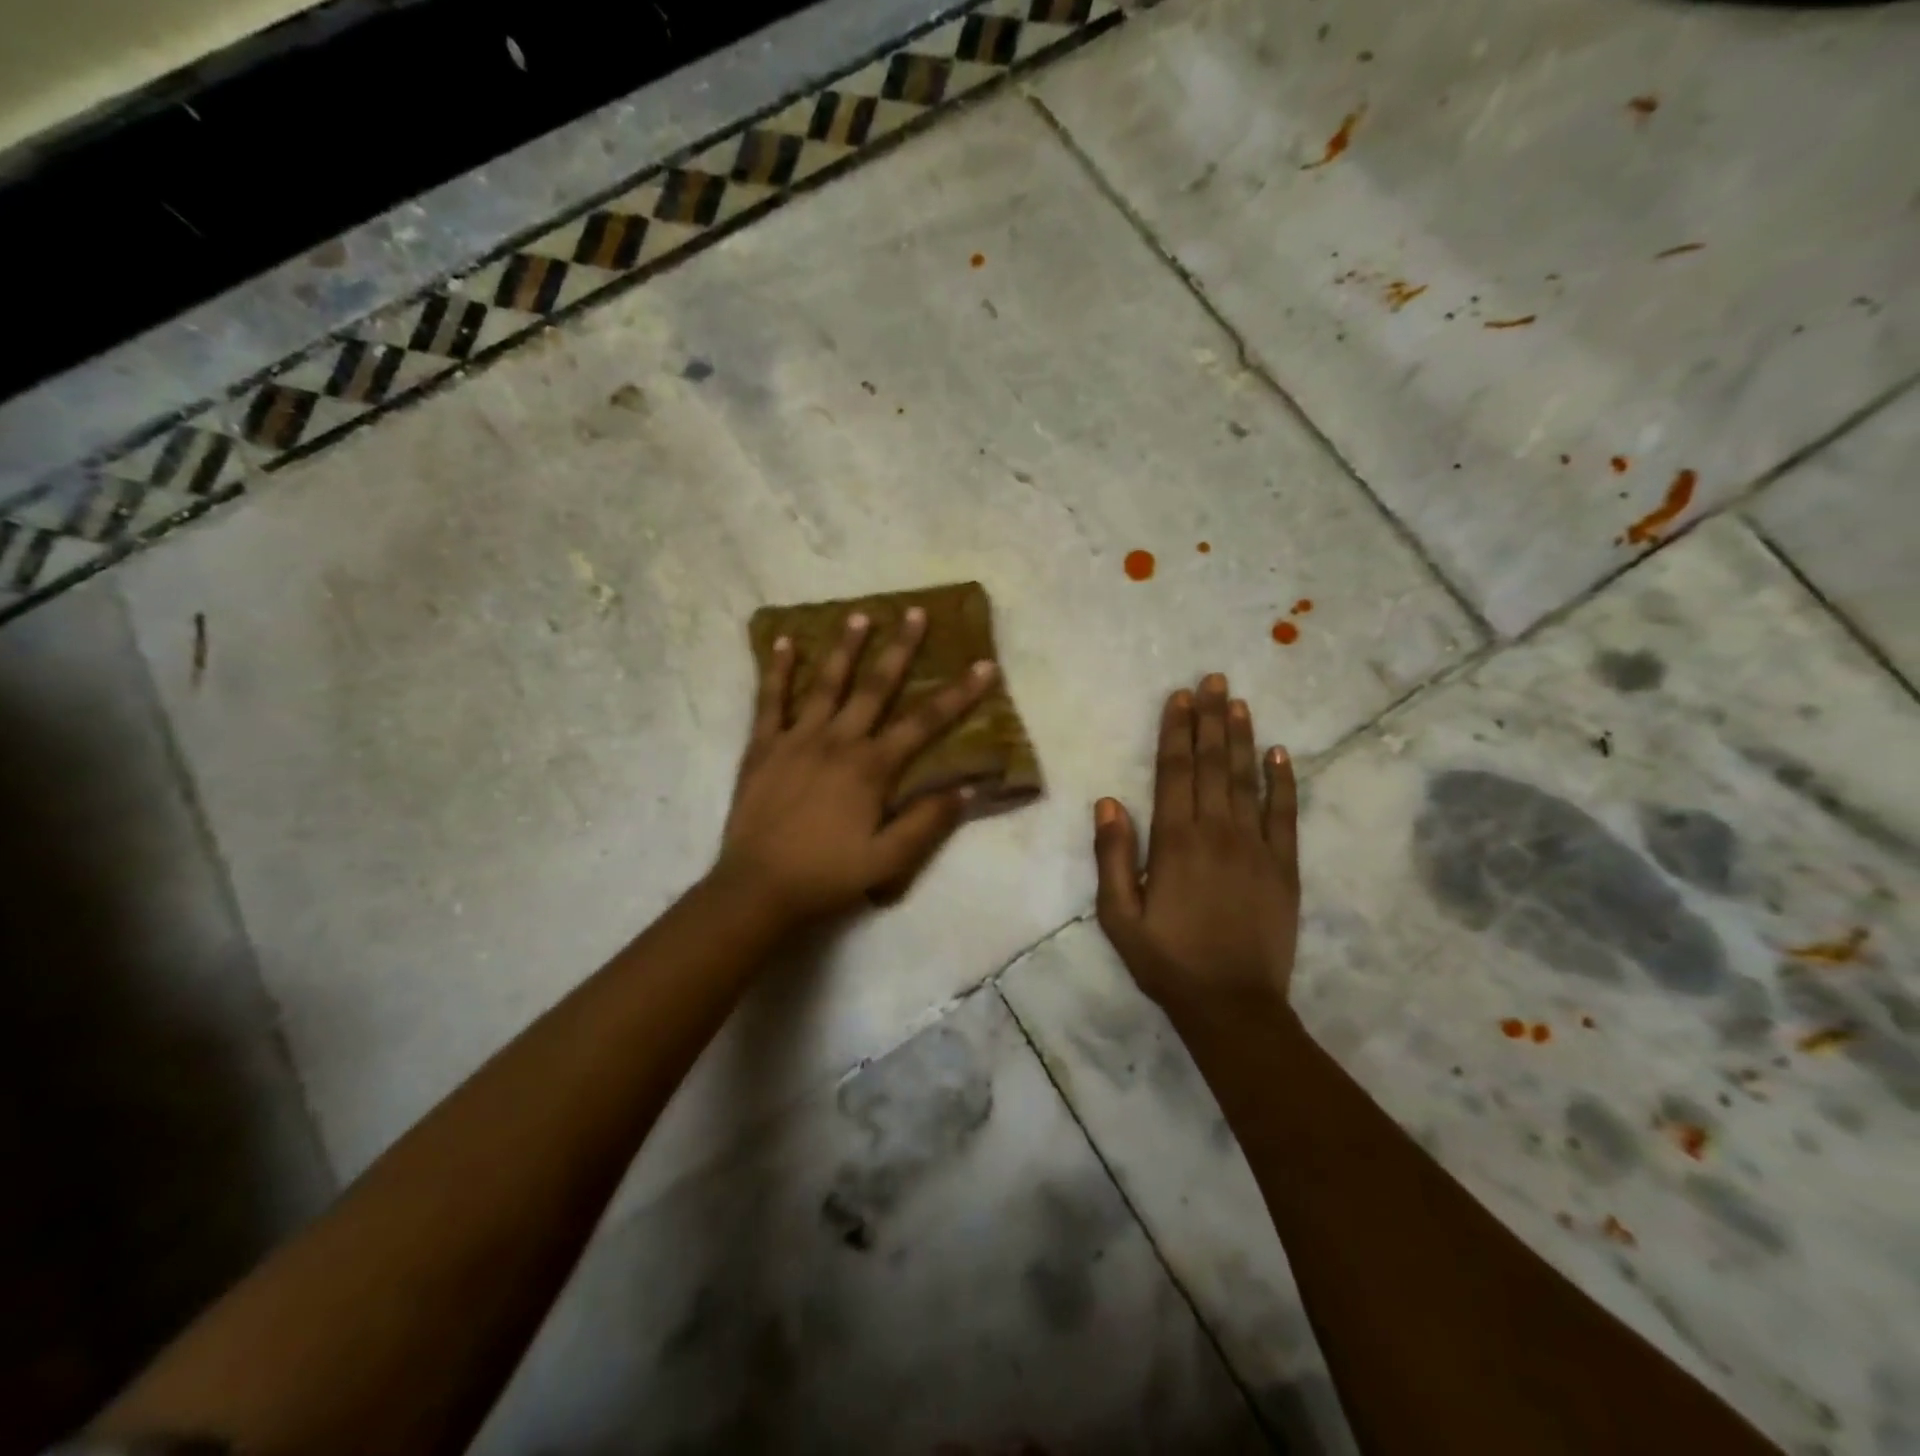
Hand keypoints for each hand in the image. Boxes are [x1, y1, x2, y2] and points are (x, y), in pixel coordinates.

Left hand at [714, 608, 997, 924]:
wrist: (758, 889)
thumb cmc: (827, 876)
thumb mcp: (888, 861)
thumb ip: (926, 823)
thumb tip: (965, 789)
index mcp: (871, 768)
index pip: (924, 723)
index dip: (958, 694)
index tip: (983, 665)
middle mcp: (838, 742)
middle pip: (876, 687)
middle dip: (900, 649)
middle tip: (915, 612)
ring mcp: (797, 739)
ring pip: (826, 684)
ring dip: (845, 648)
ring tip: (859, 614)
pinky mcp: (763, 747)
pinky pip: (770, 701)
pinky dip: (776, 671)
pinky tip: (782, 641)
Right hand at [1092, 673, 1299, 1018]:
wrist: (1232, 1004)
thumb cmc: (1166, 960)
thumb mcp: (1118, 915)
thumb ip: (1113, 856)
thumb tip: (1108, 802)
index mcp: (1175, 841)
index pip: (1175, 772)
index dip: (1176, 731)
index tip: (1180, 697)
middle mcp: (1217, 832)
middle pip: (1213, 764)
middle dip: (1210, 719)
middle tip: (1213, 679)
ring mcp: (1256, 847)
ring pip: (1248, 780)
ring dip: (1242, 738)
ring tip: (1239, 702)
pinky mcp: (1285, 867)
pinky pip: (1286, 815)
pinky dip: (1284, 782)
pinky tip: (1281, 754)